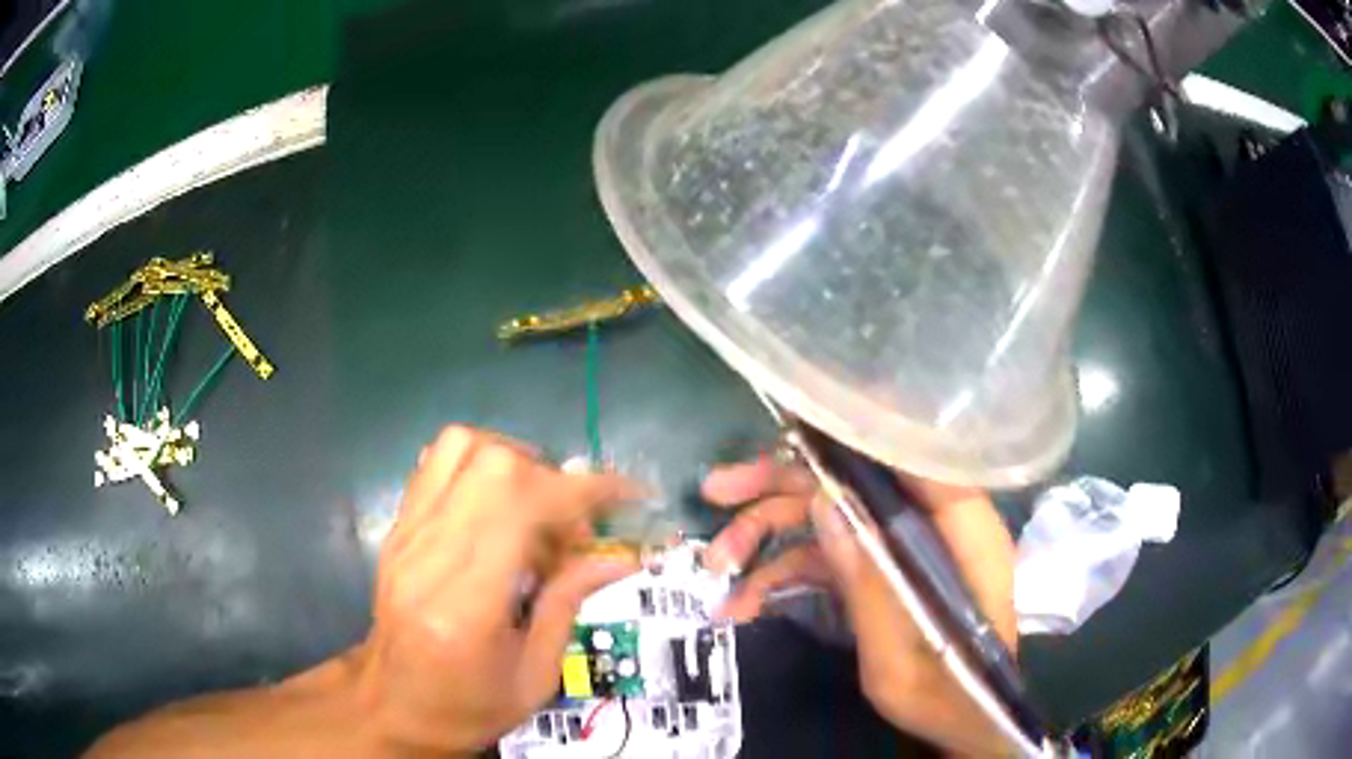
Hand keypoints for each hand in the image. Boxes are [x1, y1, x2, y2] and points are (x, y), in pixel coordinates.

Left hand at [353, 427, 639, 754]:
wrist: (394, 705)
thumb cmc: (468, 706)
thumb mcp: (535, 676)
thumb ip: (570, 604)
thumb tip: (620, 556)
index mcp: (464, 608)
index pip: (522, 512)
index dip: (584, 491)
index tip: (628, 495)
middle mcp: (426, 557)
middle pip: (491, 465)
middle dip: (552, 478)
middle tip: (573, 520)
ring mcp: (404, 535)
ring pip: (460, 446)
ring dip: (513, 461)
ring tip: (536, 505)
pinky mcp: (397, 527)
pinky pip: (436, 462)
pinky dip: (479, 464)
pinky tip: (498, 506)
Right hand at [702, 456, 1016, 755]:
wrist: (953, 722)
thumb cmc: (946, 692)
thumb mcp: (902, 649)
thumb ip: (869, 577)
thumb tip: (822, 499)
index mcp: (960, 529)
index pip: (911, 457)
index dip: (854, 434)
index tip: (791, 422)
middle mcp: (929, 525)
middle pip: (855, 482)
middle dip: (781, 487)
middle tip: (717, 489)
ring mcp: (896, 548)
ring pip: (828, 517)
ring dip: (767, 536)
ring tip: (713, 563)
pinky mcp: (874, 571)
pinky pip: (822, 558)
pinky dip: (779, 577)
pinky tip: (740, 604)